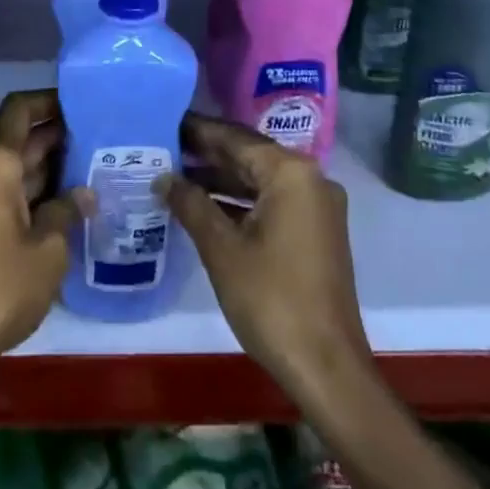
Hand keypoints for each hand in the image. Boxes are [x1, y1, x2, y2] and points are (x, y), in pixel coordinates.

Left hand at [0, 89, 89, 384]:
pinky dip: (40, 190)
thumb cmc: (1, 287)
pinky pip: (12, 192)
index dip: (48, 99)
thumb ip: (67, 211)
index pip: (19, 110)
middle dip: (59, 133)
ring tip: (96, 164)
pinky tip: (72, 202)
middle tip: (102, 135)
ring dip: (52, 164)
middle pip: (21, 137)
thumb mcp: (49, 249)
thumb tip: (84, 191)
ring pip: (18, 166)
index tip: (81, 101)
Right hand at [161, 115, 371, 404]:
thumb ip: (191, 205)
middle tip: (165, 146)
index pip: (236, 139)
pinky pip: (272, 202)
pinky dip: (241, 202)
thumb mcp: (222, 249)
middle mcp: (310, 179)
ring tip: (176, 175)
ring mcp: (317, 206)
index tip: (166, 120)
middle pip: (250, 156)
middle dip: (208, 154)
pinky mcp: (316, 231)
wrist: (327, 367)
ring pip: (260, 180)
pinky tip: (205, 207)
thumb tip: (163, 178)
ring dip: (222, 179)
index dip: (199, 131)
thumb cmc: (271, 300)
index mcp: (291, 173)